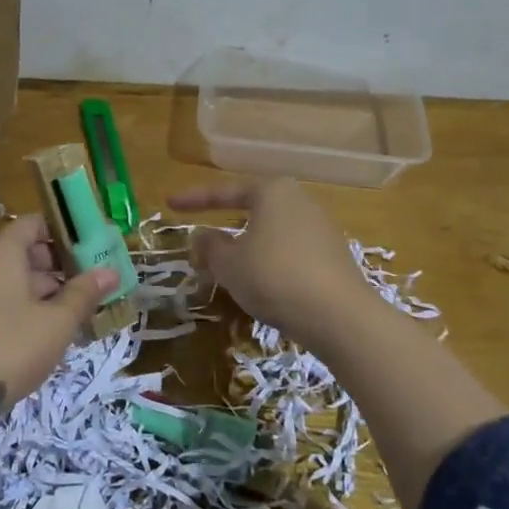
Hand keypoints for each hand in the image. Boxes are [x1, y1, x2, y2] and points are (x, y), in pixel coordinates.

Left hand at [0, 214, 116, 469]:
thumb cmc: (8, 350)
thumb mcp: (56, 324)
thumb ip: (83, 294)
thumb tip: (110, 271)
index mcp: (0, 252)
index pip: (33, 224)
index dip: (62, 234)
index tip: (88, 253)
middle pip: (19, 251)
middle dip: (53, 268)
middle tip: (83, 291)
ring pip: (4, 279)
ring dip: (34, 292)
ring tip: (64, 318)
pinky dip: (11, 307)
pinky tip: (31, 337)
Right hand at [167, 178, 374, 346]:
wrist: (339, 316)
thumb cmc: (274, 276)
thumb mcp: (229, 263)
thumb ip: (210, 246)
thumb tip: (201, 235)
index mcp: (272, 191)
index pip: (225, 191)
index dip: (194, 199)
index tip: (169, 203)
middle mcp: (299, 201)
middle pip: (251, 210)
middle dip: (223, 227)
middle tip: (201, 244)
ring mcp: (321, 229)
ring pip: (270, 234)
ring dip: (245, 249)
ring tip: (226, 270)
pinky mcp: (333, 257)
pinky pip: (289, 252)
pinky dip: (268, 263)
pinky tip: (259, 285)